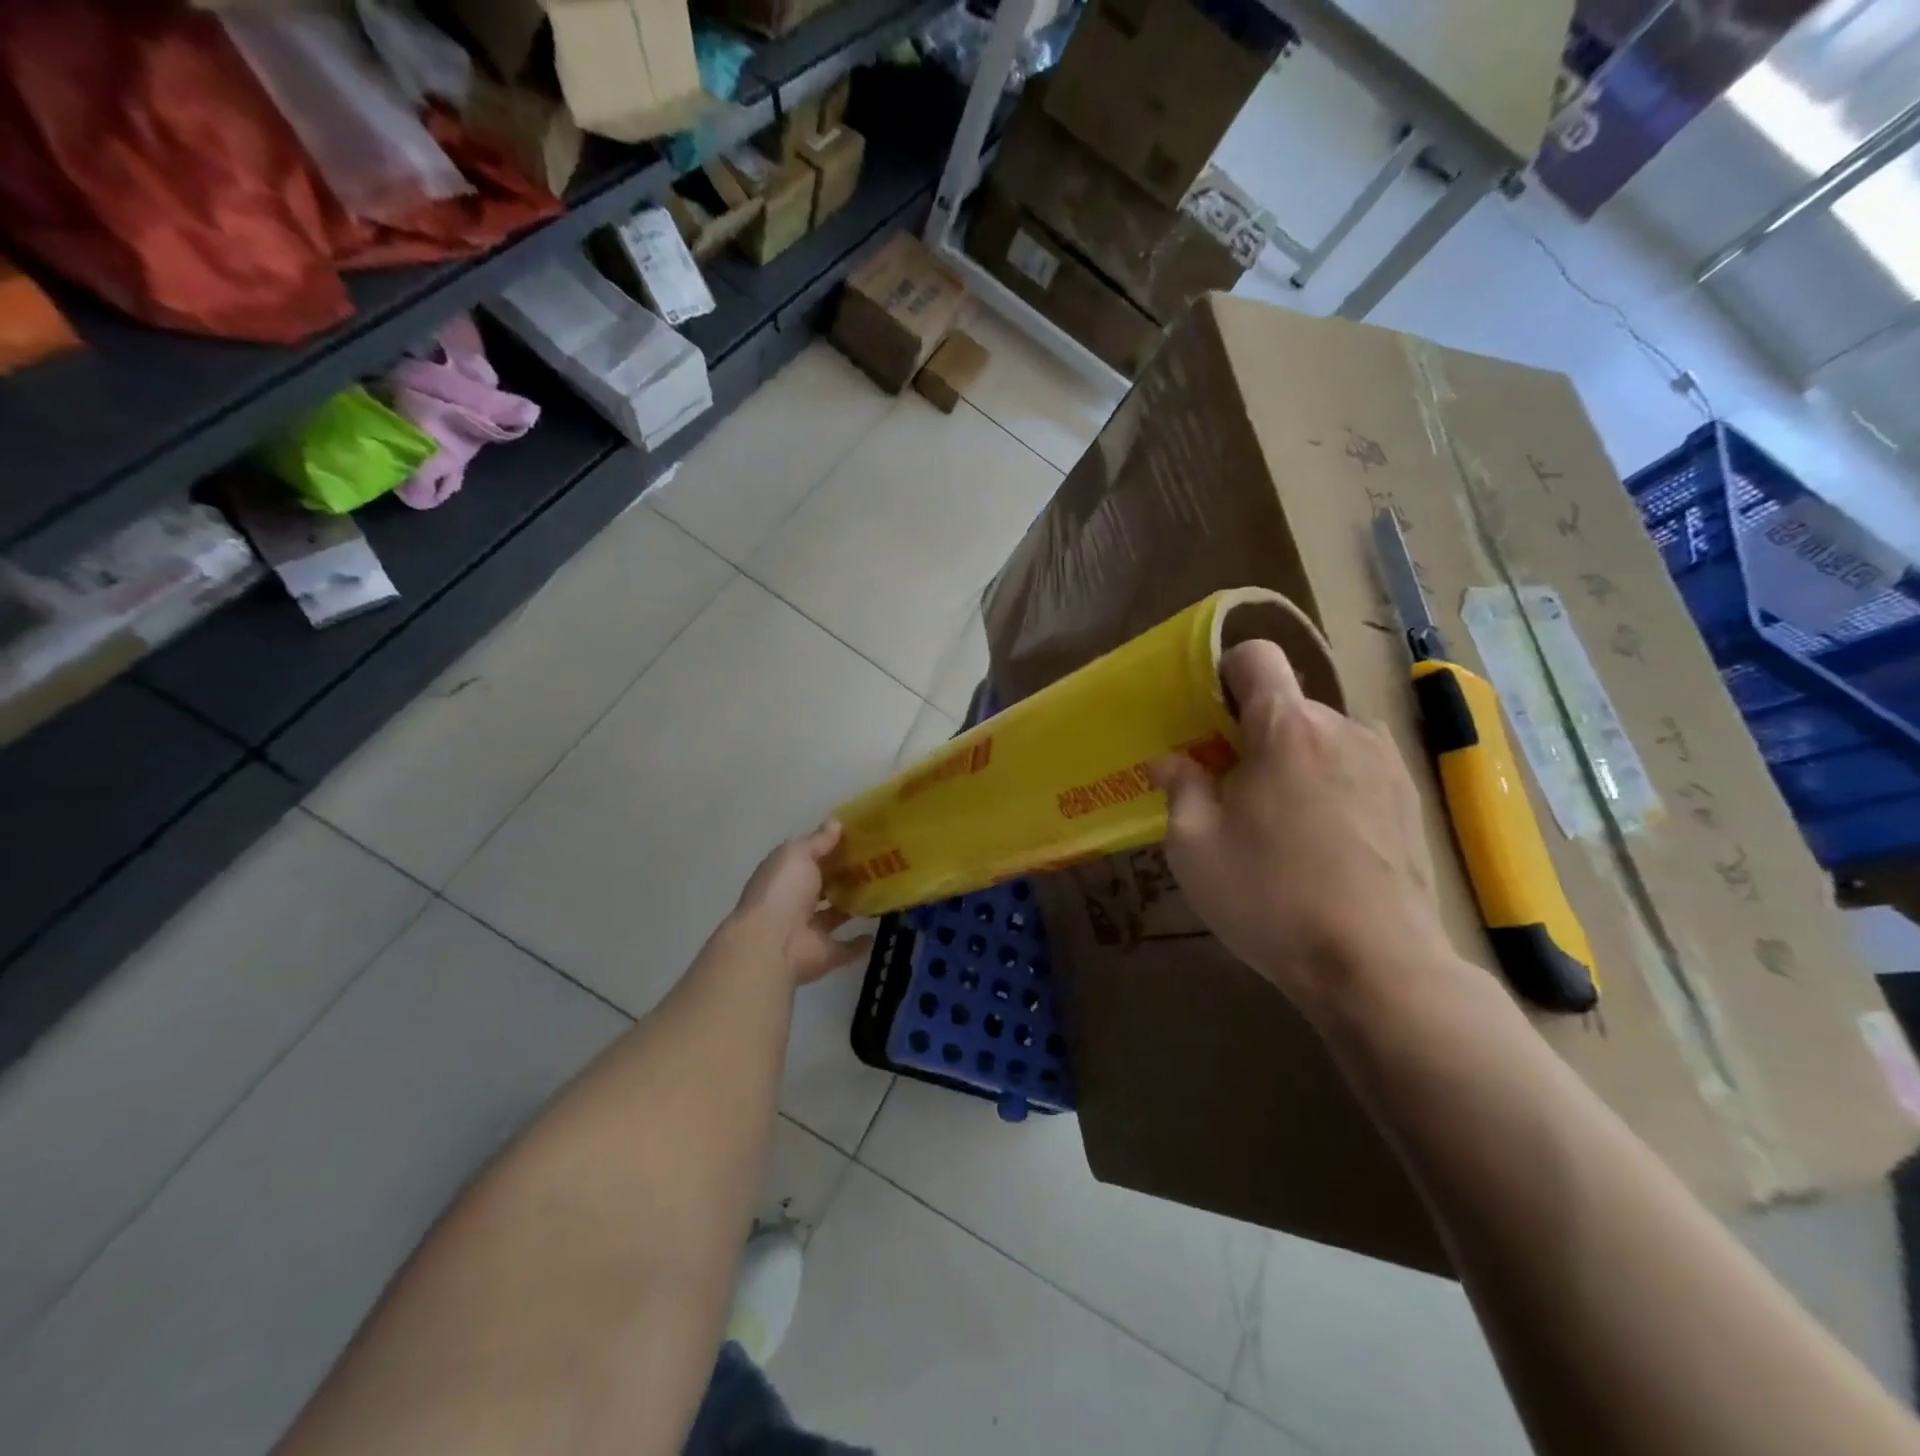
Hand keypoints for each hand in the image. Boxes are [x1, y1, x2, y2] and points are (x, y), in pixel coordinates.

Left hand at [730, 822, 873, 985]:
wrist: (772, 944)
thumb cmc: (783, 891)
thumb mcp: (798, 854)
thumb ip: (818, 840)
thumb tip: (835, 822)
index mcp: (784, 875)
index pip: (809, 859)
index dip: (831, 849)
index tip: (860, 840)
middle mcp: (793, 902)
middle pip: (822, 887)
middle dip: (843, 878)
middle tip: (878, 864)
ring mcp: (808, 930)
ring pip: (833, 916)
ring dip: (851, 908)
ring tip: (881, 893)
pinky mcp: (824, 954)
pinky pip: (844, 948)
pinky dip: (859, 944)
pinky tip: (877, 933)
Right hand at [1148, 640, 1451, 1023]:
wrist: (1378, 965)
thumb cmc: (1271, 898)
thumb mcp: (1194, 847)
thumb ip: (1180, 788)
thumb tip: (1172, 761)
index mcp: (1285, 728)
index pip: (1256, 656)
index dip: (1224, 673)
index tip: (1207, 719)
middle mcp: (1343, 727)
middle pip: (1286, 705)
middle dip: (1253, 735)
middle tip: (1231, 792)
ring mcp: (1385, 761)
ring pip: (1320, 739)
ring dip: (1293, 762)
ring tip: (1280, 825)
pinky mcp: (1410, 797)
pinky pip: (1353, 768)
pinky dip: (1329, 785)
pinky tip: (1322, 844)